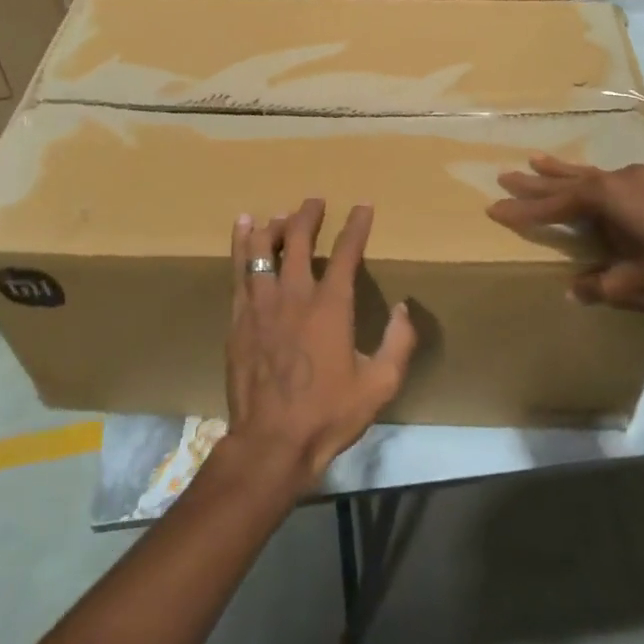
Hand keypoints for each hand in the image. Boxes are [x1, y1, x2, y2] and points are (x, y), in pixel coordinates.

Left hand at [225, 200, 416, 492]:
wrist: (271, 443)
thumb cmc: (328, 414)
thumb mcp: (380, 385)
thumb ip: (399, 343)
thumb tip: (404, 308)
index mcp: (330, 306)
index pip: (345, 253)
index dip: (356, 226)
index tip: (363, 206)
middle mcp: (294, 294)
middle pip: (297, 240)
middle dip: (308, 216)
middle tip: (315, 201)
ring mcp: (261, 304)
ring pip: (262, 249)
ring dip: (273, 226)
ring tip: (279, 213)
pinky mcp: (238, 318)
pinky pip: (239, 270)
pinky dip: (242, 245)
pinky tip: (243, 229)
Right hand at [487, 155, 643, 318]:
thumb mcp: (627, 285)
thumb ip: (596, 284)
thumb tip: (573, 289)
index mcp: (606, 197)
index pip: (555, 204)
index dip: (524, 209)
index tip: (495, 208)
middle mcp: (619, 181)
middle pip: (568, 181)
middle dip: (536, 182)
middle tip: (505, 175)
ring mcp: (640, 182)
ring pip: (590, 175)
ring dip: (562, 173)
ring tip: (535, 160)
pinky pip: (610, 181)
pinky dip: (590, 181)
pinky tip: (589, 181)